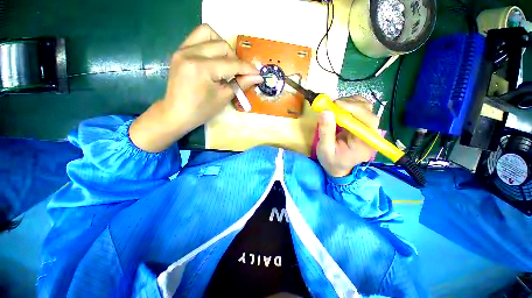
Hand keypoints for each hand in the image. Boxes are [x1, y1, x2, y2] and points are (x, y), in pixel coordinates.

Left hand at [130, 24, 262, 151]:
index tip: (257, 74)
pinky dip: (210, 44)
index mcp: (201, 68)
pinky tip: (214, 59)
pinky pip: (197, 37)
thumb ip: (241, 84)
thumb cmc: (201, 110)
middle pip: (222, 45)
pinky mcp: (179, 51)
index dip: (247, 69)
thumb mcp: (223, 98)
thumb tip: (257, 77)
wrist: (176, 113)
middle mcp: (190, 53)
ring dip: (222, 47)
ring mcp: (182, 49)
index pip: (231, 64)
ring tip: (225, 63)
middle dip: (235, 59)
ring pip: (208, 34)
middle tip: (238, 74)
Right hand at [316, 96, 378, 177]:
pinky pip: (359, 109)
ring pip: (365, 106)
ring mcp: (367, 127)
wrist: (338, 167)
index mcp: (365, 142)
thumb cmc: (332, 161)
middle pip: (368, 110)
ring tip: (334, 107)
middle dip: (349, 104)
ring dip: (349, 102)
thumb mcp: (325, 149)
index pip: (367, 120)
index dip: (354, 109)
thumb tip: (325, 111)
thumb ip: (326, 131)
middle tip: (331, 105)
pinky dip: (349, 104)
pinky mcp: (361, 124)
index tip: (336, 104)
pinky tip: (339, 109)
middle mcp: (370, 132)